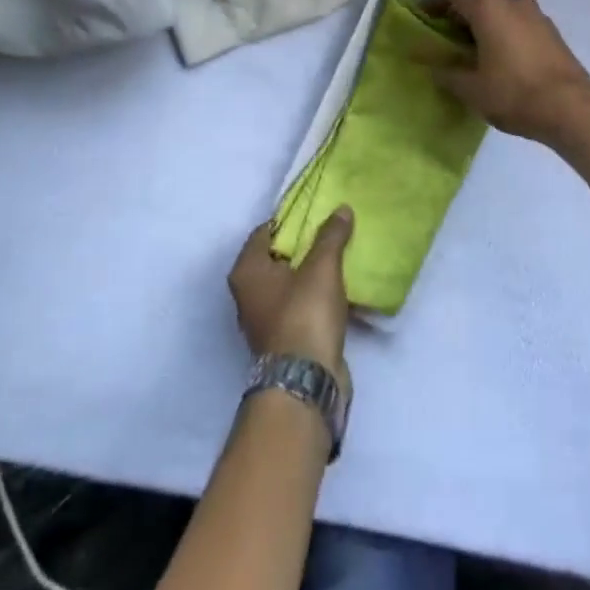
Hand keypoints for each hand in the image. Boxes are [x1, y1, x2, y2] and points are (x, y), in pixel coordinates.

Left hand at [228, 209, 354, 393]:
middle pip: (279, 257)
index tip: (318, 211)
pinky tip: (342, 288)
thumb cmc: (304, 313)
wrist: (307, 380)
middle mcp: (249, 295)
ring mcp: (267, 320)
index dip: (291, 219)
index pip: (265, 231)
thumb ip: (331, 235)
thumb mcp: (322, 266)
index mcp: (247, 272)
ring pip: (292, 283)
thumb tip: (341, 209)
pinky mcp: (287, 339)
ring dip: (314, 271)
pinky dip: (319, 296)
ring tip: (343, 254)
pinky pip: (303, 305)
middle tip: (334, 229)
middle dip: (305, 244)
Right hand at [423, 0, 589, 145]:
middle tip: (446, 43)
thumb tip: (429, 65)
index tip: (425, 20)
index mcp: (488, 7)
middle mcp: (512, 2)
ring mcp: (537, 15)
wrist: (572, 109)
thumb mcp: (470, 89)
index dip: (434, 0)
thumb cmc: (514, 93)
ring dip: (483, 26)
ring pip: (500, 11)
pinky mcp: (552, 32)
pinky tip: (501, 62)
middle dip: (458, 16)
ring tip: (473, 56)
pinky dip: (503, 34)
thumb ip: (445, 72)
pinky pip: (518, 24)